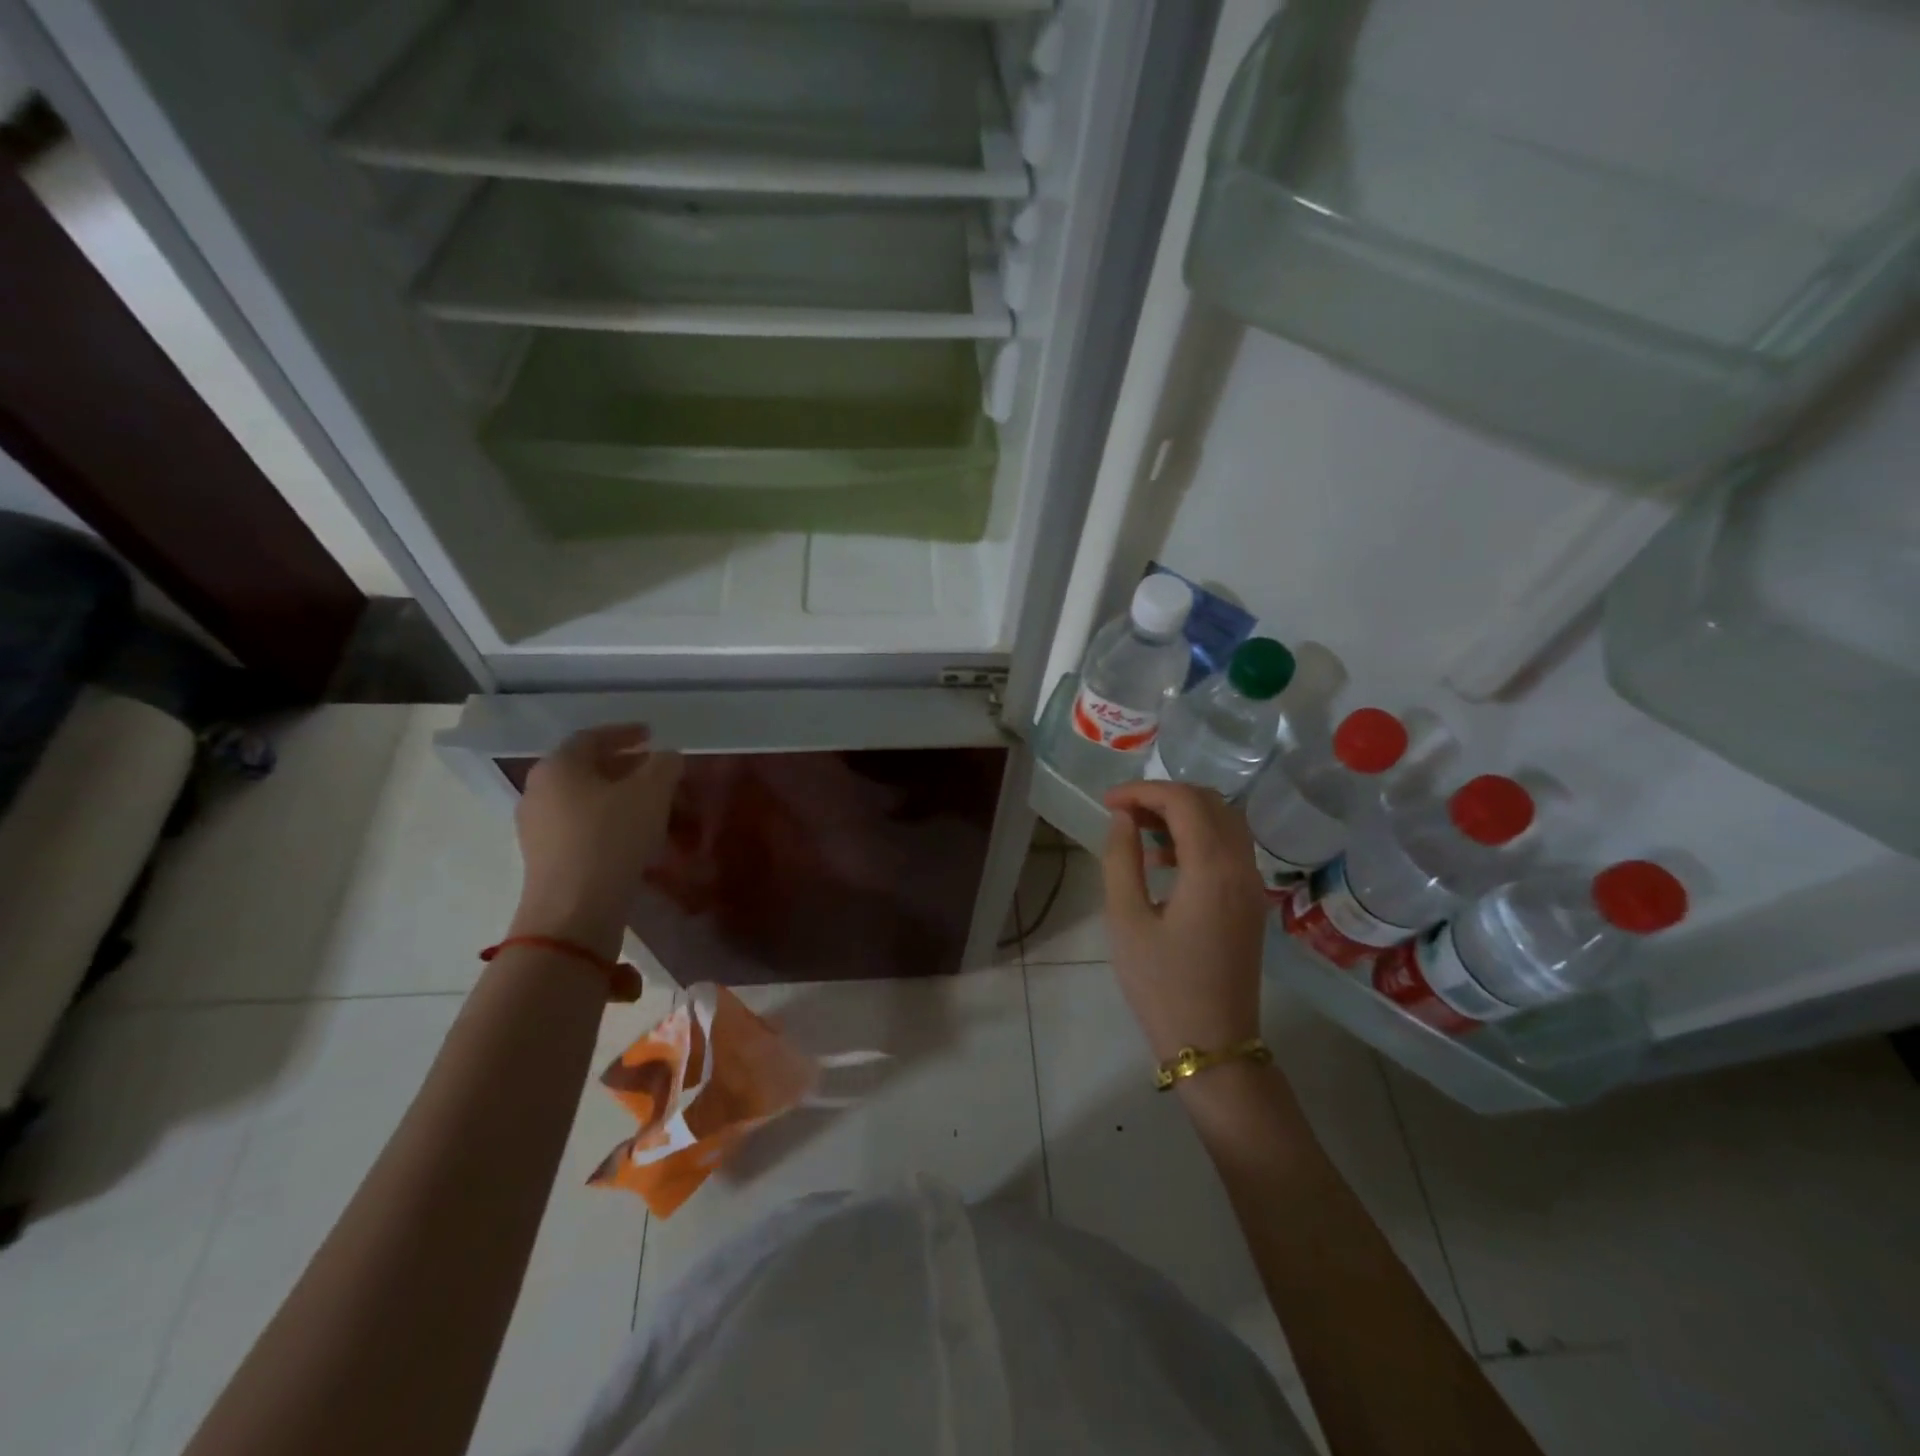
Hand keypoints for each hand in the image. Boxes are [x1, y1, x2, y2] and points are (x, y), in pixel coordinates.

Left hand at [508, 724, 683, 959]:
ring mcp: (538, 828)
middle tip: (657, 770)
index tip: (651, 735)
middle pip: (587, 768)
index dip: (625, 732)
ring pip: (585, 799)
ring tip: (653, 804)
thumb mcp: (652, 791)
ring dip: (619, 796)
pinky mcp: (546, 859)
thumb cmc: (612, 838)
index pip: (592, 737)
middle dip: (625, 766)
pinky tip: (635, 835)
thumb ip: (664, 764)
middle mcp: (539, 791)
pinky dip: (609, 821)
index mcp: (558, 766)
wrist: (575, 910)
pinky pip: (582, 827)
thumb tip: (667, 757)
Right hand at [1101, 781, 1267, 1062]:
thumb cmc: (1161, 984)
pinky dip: (1199, 838)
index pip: (1184, 801)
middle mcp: (1242, 868)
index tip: (1107, 803)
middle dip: (1165, 796)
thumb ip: (1121, 859)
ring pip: (1225, 823)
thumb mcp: (1126, 920)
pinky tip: (1165, 861)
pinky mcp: (1251, 903)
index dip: (1143, 791)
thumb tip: (1123, 819)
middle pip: (1211, 803)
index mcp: (1212, 869)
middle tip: (1123, 812)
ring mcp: (1252, 886)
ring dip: (1184, 815)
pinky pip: (1230, 849)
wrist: (1212, 1045)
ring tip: (1138, 831)